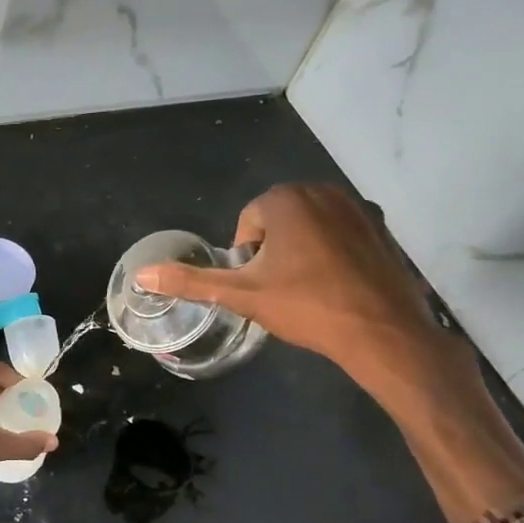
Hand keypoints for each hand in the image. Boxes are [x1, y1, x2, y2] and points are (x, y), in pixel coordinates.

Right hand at [135, 184, 465, 398]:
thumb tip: (141, 274)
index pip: (248, 220)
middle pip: (279, 219)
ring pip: (310, 225)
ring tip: (306, 288)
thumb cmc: (306, 306)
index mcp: (286, 200)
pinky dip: (332, 252)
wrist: (381, 332)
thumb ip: (191, 282)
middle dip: (273, 249)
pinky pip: (341, 233)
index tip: (257, 284)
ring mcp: (358, 207)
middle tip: (279, 288)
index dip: (245, 255)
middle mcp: (323, 191)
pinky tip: (337, 285)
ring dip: (301, 249)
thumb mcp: (241, 295)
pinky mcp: (382, 227)